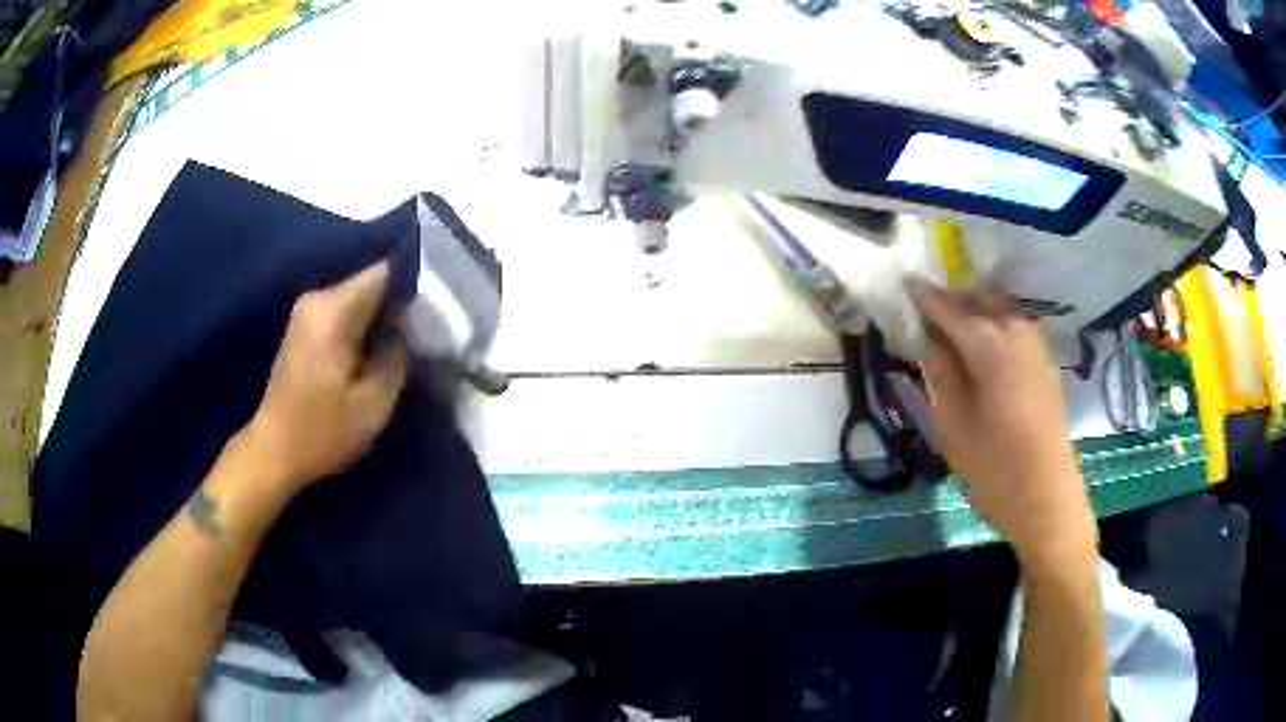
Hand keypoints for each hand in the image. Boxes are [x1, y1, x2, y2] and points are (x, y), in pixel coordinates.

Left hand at [243, 260, 406, 491]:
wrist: (274, 450)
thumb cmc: (322, 432)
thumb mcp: (373, 405)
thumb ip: (396, 357)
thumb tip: (406, 329)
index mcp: (333, 311)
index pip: (384, 273)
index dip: (412, 287)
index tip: (432, 312)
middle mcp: (317, 299)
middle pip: (371, 283)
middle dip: (397, 304)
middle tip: (422, 333)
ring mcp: (307, 311)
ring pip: (359, 298)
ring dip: (380, 317)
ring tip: (402, 344)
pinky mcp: (304, 326)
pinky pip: (344, 311)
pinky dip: (362, 325)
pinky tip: (374, 350)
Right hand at [911, 281, 1095, 570]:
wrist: (1047, 496)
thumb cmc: (994, 467)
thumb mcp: (953, 424)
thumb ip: (940, 373)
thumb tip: (929, 340)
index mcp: (990, 344)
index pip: (948, 307)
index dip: (923, 295)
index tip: (902, 283)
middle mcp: (1016, 331)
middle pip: (979, 298)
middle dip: (952, 298)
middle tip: (926, 312)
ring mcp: (1036, 345)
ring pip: (1000, 310)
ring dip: (975, 310)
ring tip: (952, 329)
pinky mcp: (1045, 362)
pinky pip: (1015, 327)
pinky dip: (994, 326)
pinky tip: (983, 348)